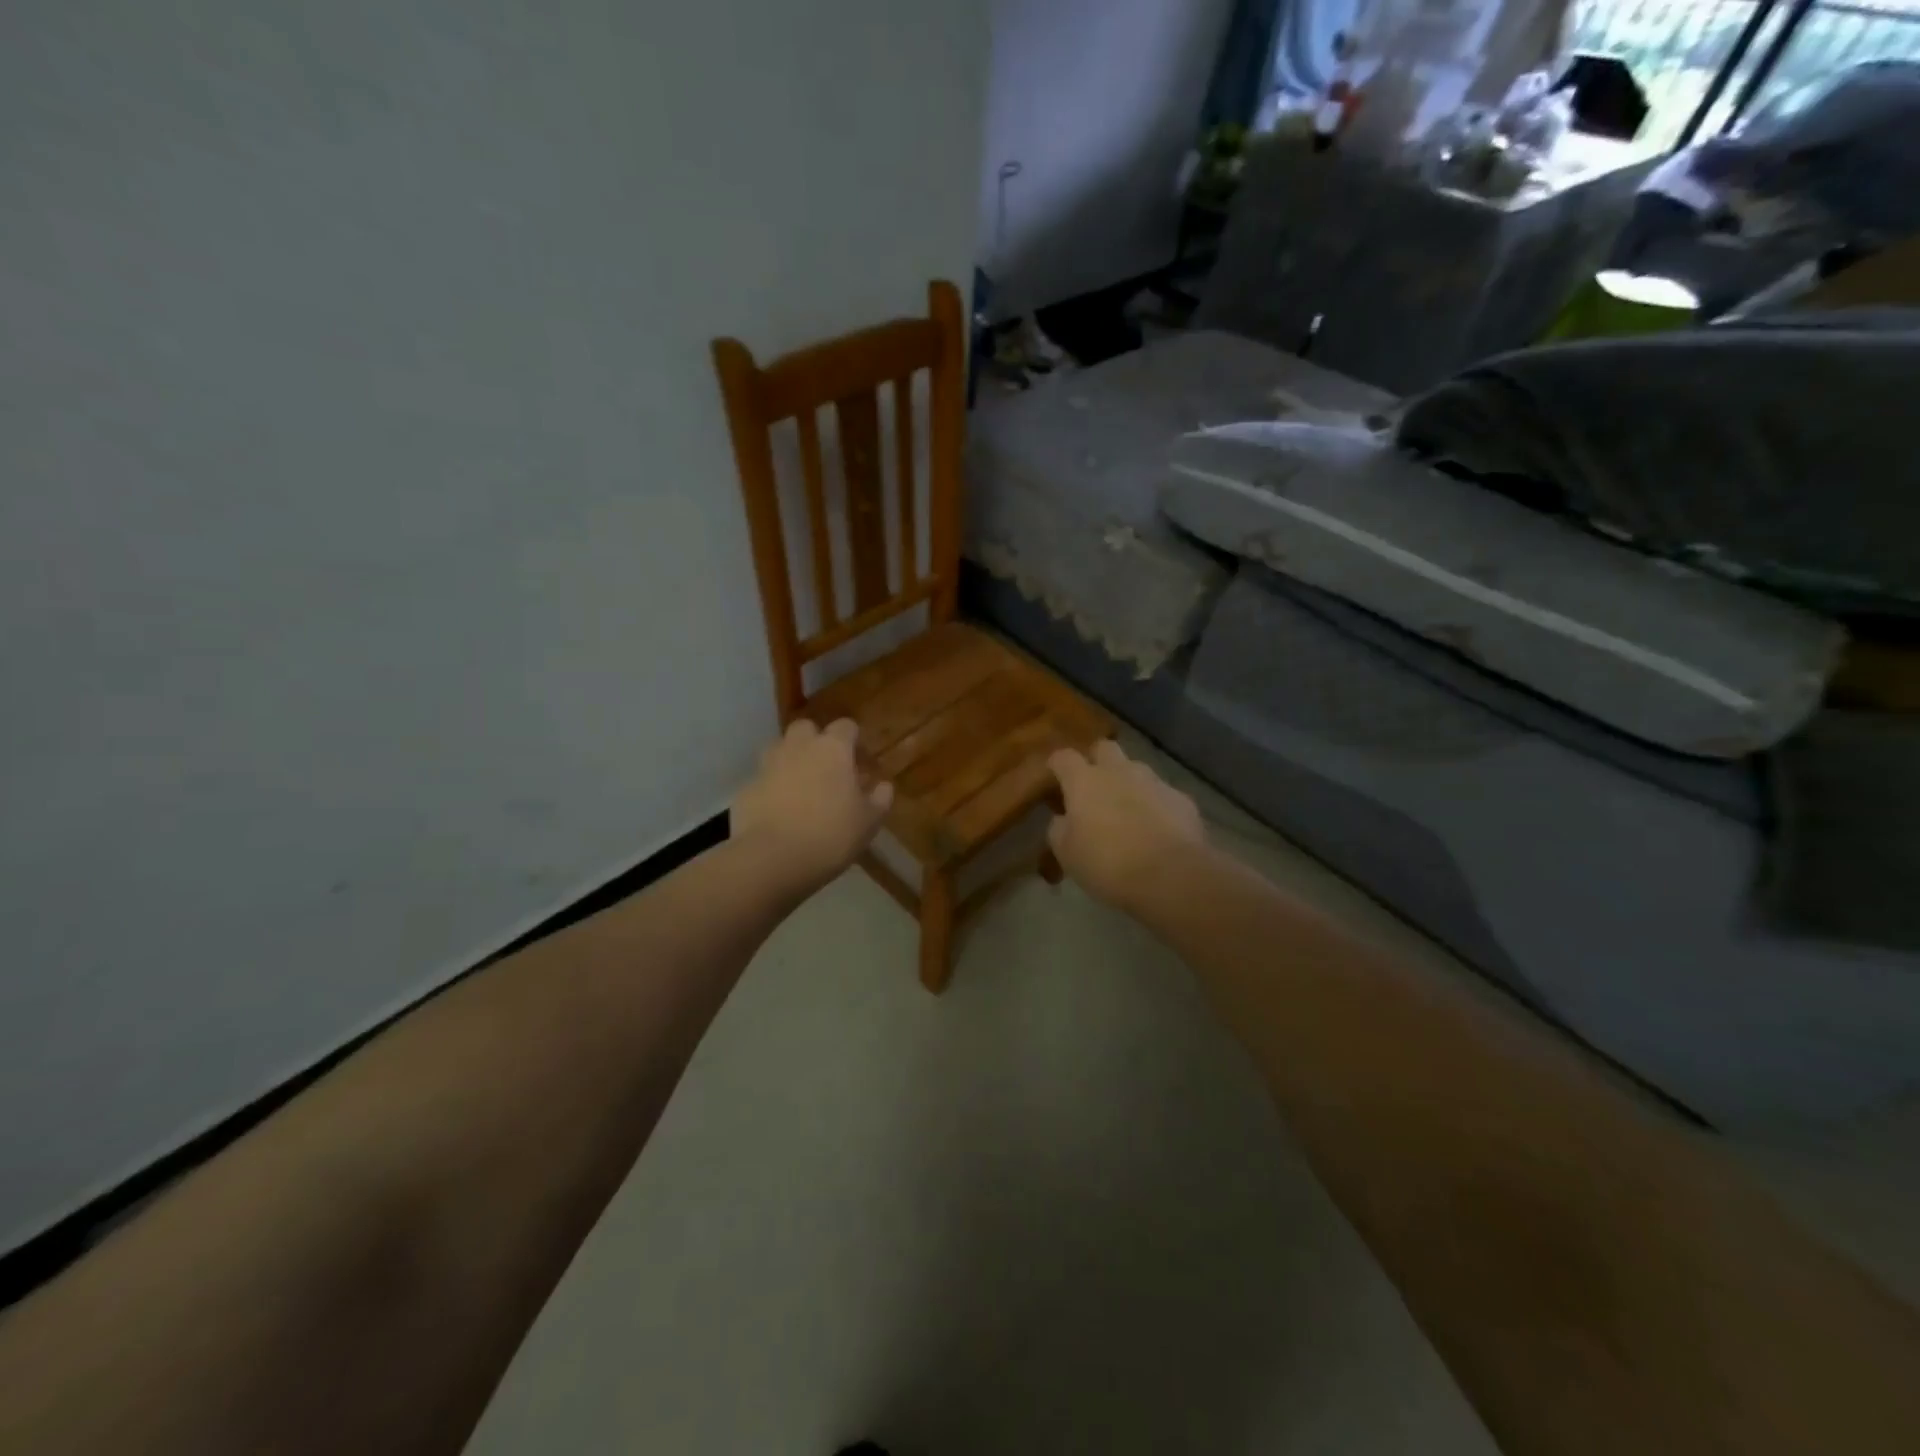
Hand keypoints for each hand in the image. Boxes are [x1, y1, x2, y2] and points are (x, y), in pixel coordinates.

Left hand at [733, 719, 892, 892]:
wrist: (772, 859)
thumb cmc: (831, 836)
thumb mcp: (869, 822)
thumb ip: (880, 799)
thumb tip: (884, 786)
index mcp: (832, 749)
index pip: (846, 726)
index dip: (853, 740)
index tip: (859, 762)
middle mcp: (798, 748)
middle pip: (806, 728)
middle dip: (816, 741)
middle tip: (827, 769)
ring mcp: (767, 766)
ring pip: (779, 749)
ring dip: (790, 760)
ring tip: (801, 788)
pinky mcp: (746, 789)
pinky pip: (762, 780)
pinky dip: (771, 789)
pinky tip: (779, 813)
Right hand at [1047, 740, 1205, 910]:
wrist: (1171, 876)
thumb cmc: (1108, 864)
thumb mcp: (1067, 853)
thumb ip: (1059, 828)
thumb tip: (1063, 818)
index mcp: (1085, 781)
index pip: (1063, 757)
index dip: (1057, 766)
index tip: (1054, 779)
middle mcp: (1119, 771)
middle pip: (1104, 748)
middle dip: (1096, 761)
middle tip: (1092, 788)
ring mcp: (1154, 781)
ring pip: (1136, 769)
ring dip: (1128, 783)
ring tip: (1127, 811)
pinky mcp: (1182, 799)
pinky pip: (1162, 794)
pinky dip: (1155, 805)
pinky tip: (1157, 829)